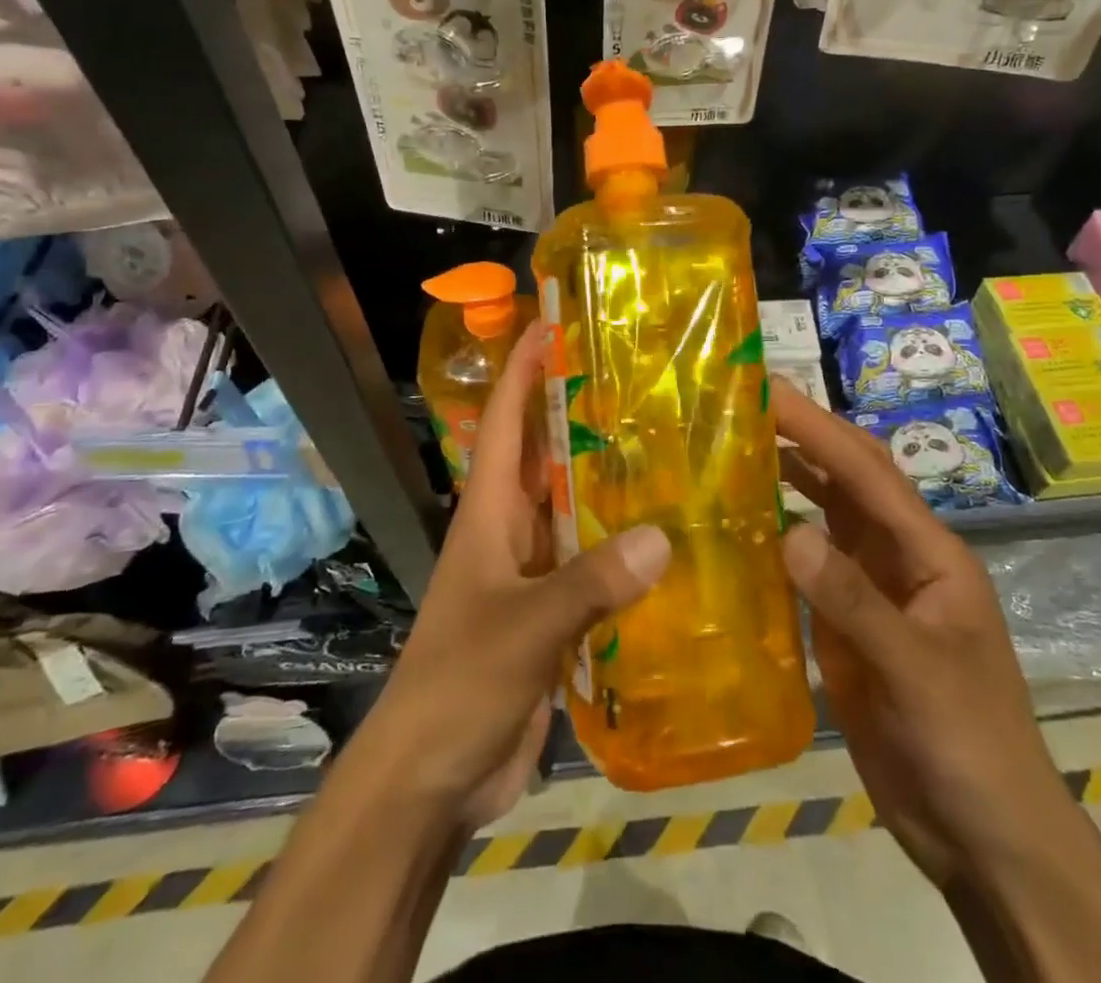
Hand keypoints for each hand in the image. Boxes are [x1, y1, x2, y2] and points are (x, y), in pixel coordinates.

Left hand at [354, 323, 670, 830]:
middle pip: (546, 455)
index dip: (525, 370)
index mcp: (489, 512)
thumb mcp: (523, 627)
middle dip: (581, 412)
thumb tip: (662, 535)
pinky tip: (669, 538)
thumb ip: (589, 583)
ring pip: (574, 508)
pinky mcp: (552, 612)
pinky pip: (592, 562)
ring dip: (609, 480)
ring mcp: (531, 571)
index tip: (552, 323)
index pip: (507, 421)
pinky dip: (623, 546)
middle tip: (639, 378)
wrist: (431, 776)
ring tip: (667, 446)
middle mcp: (511, 529)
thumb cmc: (459, 682)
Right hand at [773, 385, 1069, 882]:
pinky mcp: (845, 623)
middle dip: (804, 437)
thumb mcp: (917, 671)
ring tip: (733, 448)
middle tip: (744, 403)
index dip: (818, 428)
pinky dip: (776, 537)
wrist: (983, 835)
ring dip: (788, 479)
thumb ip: (854, 601)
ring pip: (826, 515)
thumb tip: (788, 532)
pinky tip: (740, 527)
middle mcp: (897, 556)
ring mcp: (870, 589)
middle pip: (849, 480)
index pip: (867, 473)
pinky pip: (806, 565)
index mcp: (928, 552)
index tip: (769, 391)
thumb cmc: (969, 744)